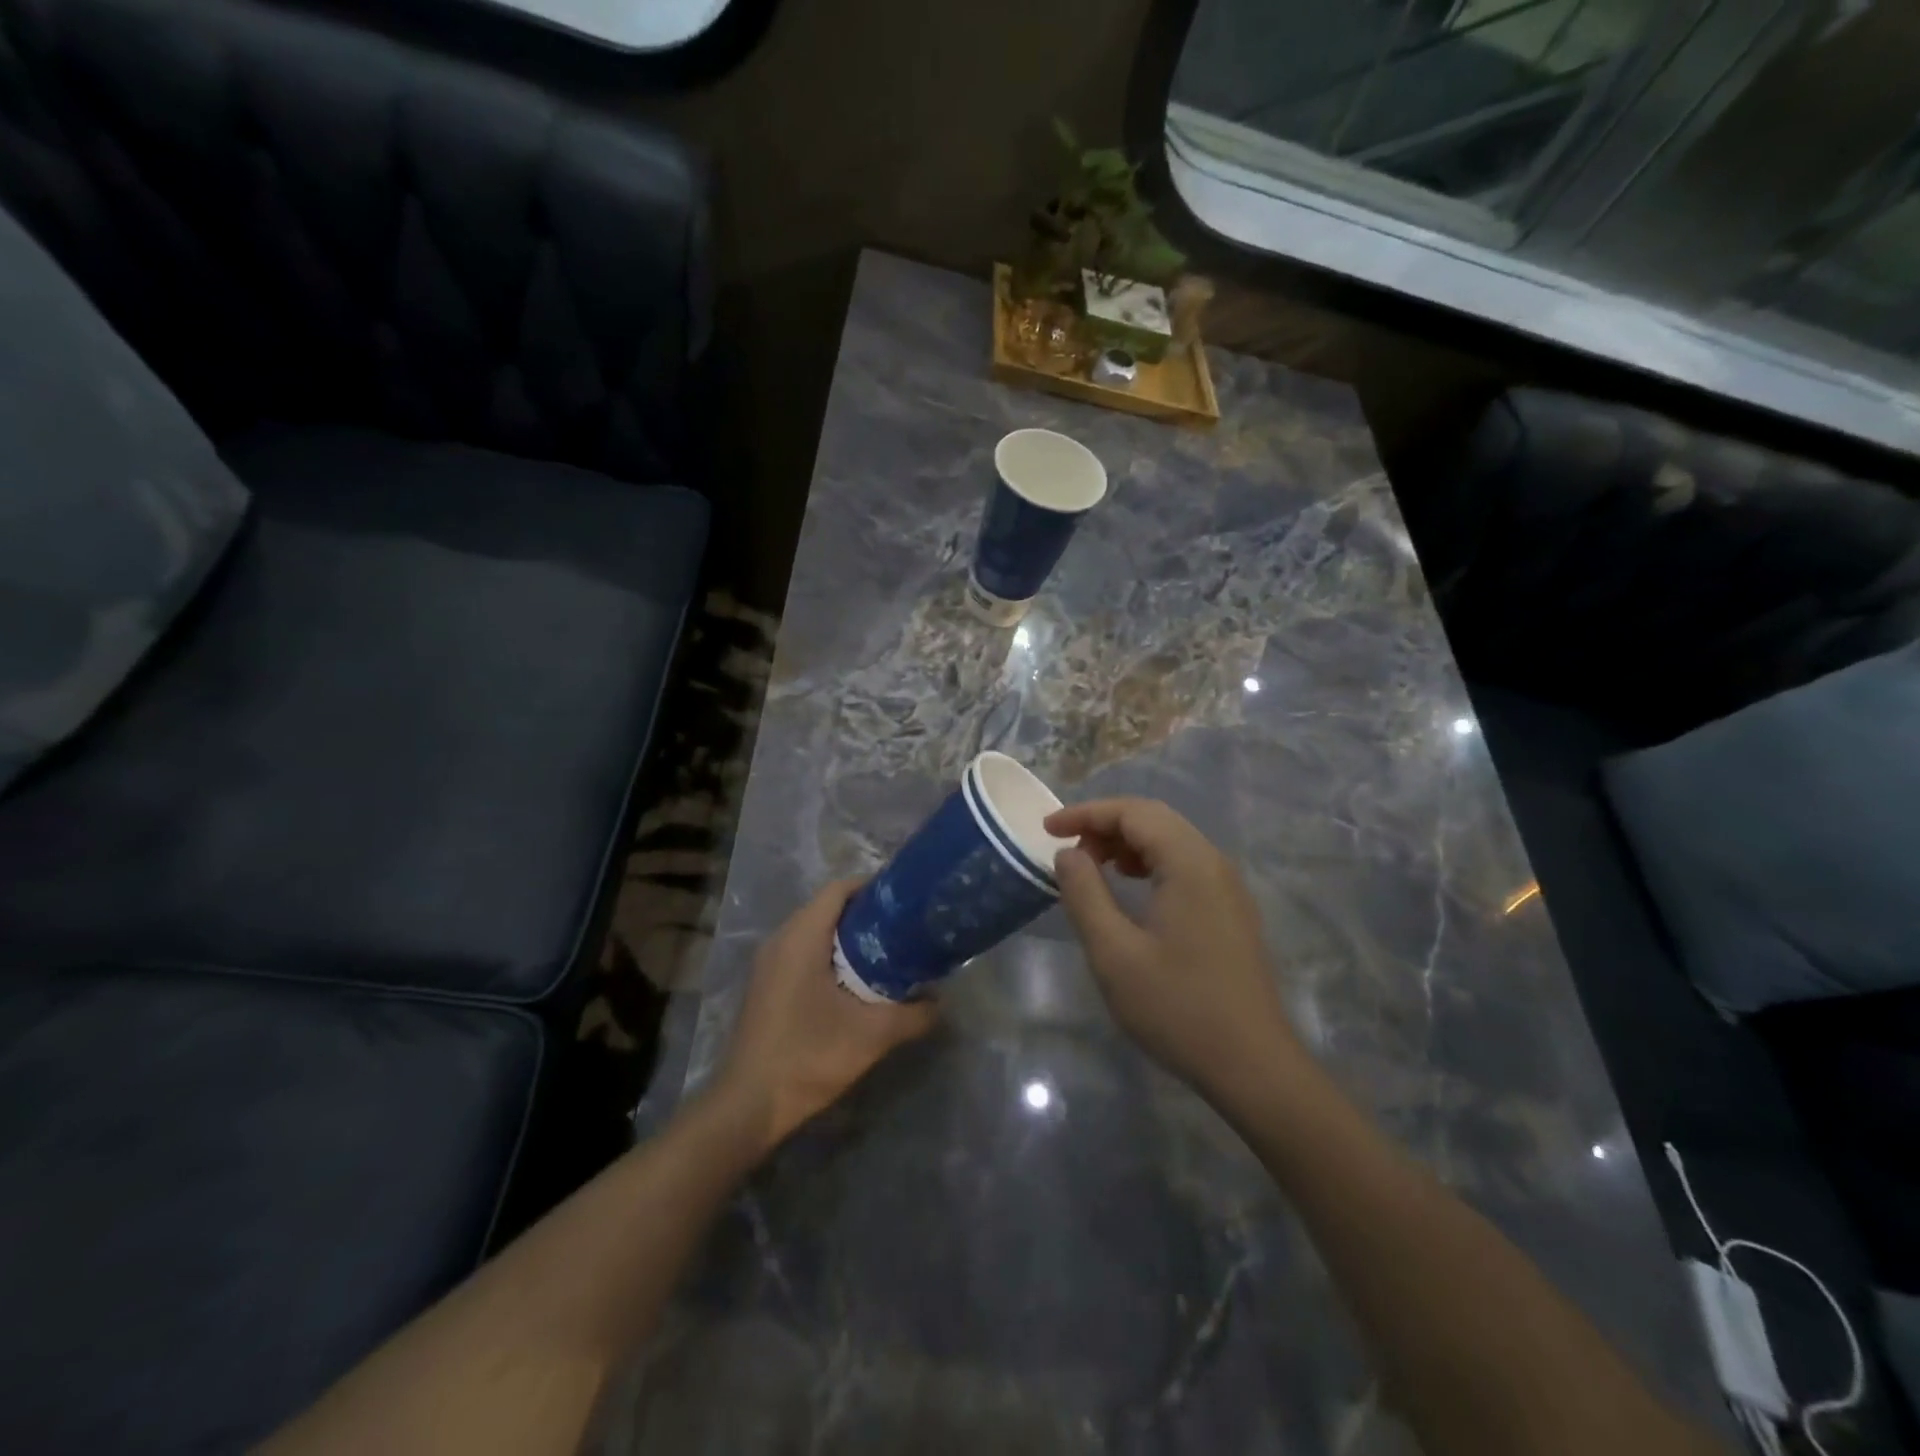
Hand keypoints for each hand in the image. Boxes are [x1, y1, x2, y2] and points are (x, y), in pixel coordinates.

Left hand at [712, 878, 936, 1158]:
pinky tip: (853, 981)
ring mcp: (768, 963)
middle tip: (902, 928)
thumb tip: (940, 1002)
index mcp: (801, 938)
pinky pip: (801, 951)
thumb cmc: (809, 1057)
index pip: (839, 889)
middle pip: (827, 907)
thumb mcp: (872, 1036)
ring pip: (813, 930)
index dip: (872, 887)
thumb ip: (913, 1015)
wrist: (749, 1105)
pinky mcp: (766, 984)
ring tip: (885, 952)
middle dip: (865, 913)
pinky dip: (828, 954)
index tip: (904, 901)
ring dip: (846, 936)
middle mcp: (780, 940)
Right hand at [1046, 798, 1299, 1101]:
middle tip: (1067, 849)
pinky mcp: (1230, 910)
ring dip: (1127, 843)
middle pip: (1155, 819)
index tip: (1047, 830)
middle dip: (1105, 824)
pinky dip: (1150, 863)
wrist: (1252, 1066)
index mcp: (1190, 863)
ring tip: (1093, 867)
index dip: (1086, 814)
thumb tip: (1068, 854)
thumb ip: (1085, 894)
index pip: (1133, 813)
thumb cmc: (1177, 1007)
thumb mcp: (1114, 953)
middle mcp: (1214, 863)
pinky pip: (1185, 865)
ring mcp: (1228, 887)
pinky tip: (1130, 888)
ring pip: (1171, 841)